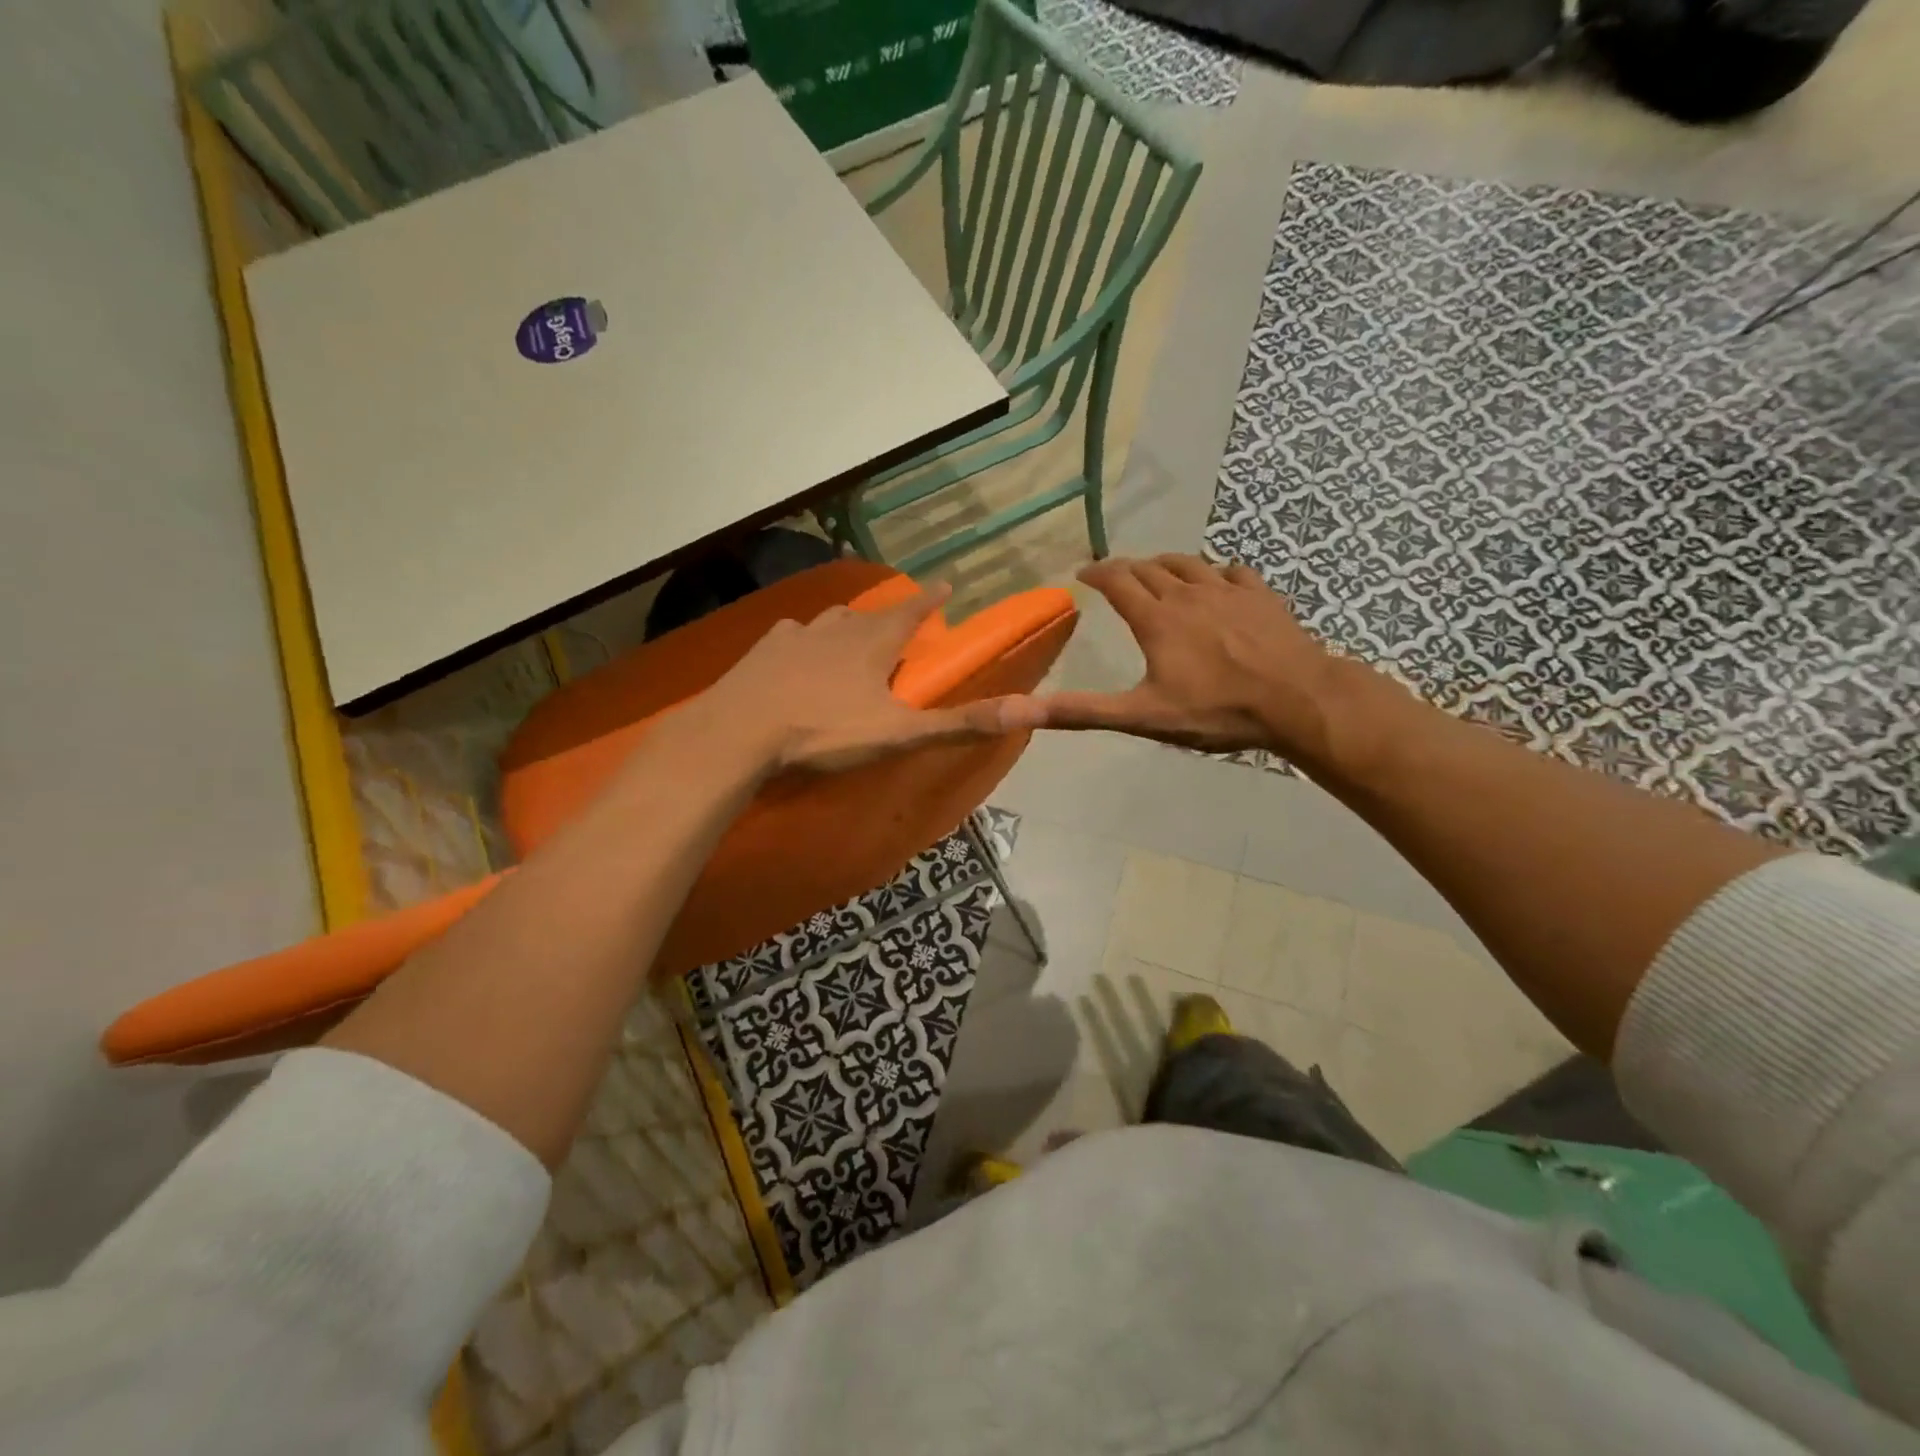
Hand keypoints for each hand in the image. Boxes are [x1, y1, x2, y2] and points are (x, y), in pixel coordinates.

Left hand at [686, 581, 1043, 774]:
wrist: (739, 732)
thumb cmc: (824, 732)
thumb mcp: (899, 735)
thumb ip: (959, 724)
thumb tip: (1028, 709)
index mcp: (872, 645)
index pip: (911, 612)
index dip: (931, 600)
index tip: (946, 582)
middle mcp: (835, 629)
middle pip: (869, 615)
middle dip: (888, 616)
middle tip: (897, 624)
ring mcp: (794, 636)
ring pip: (828, 621)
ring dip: (845, 625)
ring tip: (848, 635)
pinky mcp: (761, 651)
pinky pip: (789, 636)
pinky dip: (801, 640)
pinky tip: (794, 650)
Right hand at [1036, 555, 1355, 759]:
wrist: (1297, 700)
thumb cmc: (1216, 710)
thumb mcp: (1142, 716)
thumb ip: (1082, 711)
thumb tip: (1019, 709)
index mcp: (1156, 618)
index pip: (1118, 581)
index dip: (1097, 573)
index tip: (1083, 572)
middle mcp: (1188, 593)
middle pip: (1150, 568)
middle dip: (1127, 568)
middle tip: (1115, 575)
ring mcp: (1229, 590)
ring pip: (1189, 563)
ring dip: (1166, 564)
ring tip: (1157, 571)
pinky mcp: (1262, 596)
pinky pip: (1232, 571)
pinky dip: (1215, 572)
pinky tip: (1217, 581)